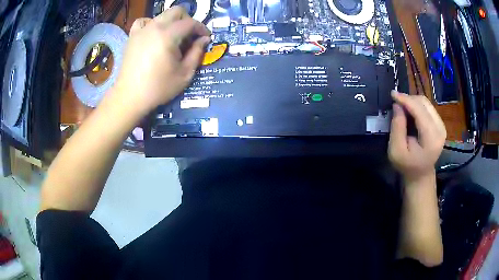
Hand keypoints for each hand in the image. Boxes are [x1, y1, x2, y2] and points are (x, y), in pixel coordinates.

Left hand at [113, 7, 210, 114]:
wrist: (130, 96)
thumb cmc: (158, 88)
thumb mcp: (184, 74)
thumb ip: (197, 53)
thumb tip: (204, 39)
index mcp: (168, 36)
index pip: (190, 23)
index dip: (201, 28)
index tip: (206, 37)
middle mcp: (154, 27)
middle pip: (176, 11)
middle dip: (187, 20)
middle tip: (190, 35)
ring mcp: (141, 30)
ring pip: (161, 15)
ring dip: (171, 22)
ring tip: (171, 37)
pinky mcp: (132, 36)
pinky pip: (143, 22)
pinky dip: (151, 24)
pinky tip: (153, 34)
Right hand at [388, 91, 446, 181]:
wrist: (421, 174)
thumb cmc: (407, 166)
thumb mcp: (396, 151)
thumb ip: (397, 128)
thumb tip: (397, 105)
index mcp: (432, 138)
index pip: (420, 111)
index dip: (406, 100)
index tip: (392, 94)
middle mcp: (440, 129)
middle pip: (424, 103)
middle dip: (409, 99)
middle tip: (396, 103)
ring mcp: (442, 125)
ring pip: (426, 102)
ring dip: (412, 101)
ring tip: (402, 108)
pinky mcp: (440, 123)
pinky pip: (428, 107)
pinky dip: (417, 105)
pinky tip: (410, 112)